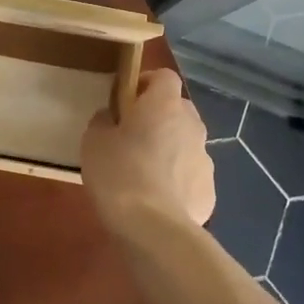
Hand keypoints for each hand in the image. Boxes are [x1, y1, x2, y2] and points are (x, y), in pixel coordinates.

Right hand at [82, 69, 214, 230]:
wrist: (153, 227)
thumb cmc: (119, 173)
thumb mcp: (94, 141)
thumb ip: (103, 121)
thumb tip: (110, 118)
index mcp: (164, 104)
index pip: (164, 76)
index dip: (146, 83)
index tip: (127, 99)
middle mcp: (192, 124)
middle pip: (178, 109)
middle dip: (159, 118)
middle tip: (133, 137)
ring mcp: (205, 158)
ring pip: (186, 144)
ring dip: (170, 150)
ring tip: (144, 174)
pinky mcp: (209, 191)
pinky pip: (190, 176)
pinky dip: (177, 182)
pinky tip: (158, 201)